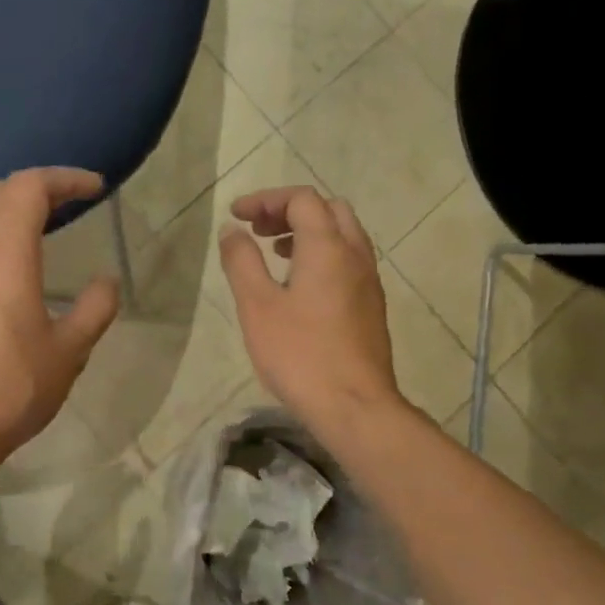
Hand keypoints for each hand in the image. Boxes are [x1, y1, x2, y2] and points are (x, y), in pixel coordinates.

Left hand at [0, 168, 119, 485]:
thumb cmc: (12, 390)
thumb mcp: (69, 352)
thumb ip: (94, 308)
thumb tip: (107, 280)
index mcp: (3, 256)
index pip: (28, 188)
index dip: (64, 178)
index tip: (94, 189)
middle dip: (34, 188)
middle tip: (68, 206)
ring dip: (2, 208)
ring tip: (33, 230)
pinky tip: (0, 268)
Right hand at [219, 187, 402, 431]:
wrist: (354, 405)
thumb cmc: (299, 354)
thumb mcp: (257, 306)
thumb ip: (242, 261)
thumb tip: (232, 230)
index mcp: (328, 247)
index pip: (301, 199)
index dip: (266, 200)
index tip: (237, 216)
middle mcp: (355, 255)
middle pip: (328, 209)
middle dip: (290, 211)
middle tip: (259, 231)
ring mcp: (369, 281)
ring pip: (343, 235)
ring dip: (309, 233)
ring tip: (275, 255)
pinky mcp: (372, 306)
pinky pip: (349, 261)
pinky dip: (323, 256)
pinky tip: (300, 288)